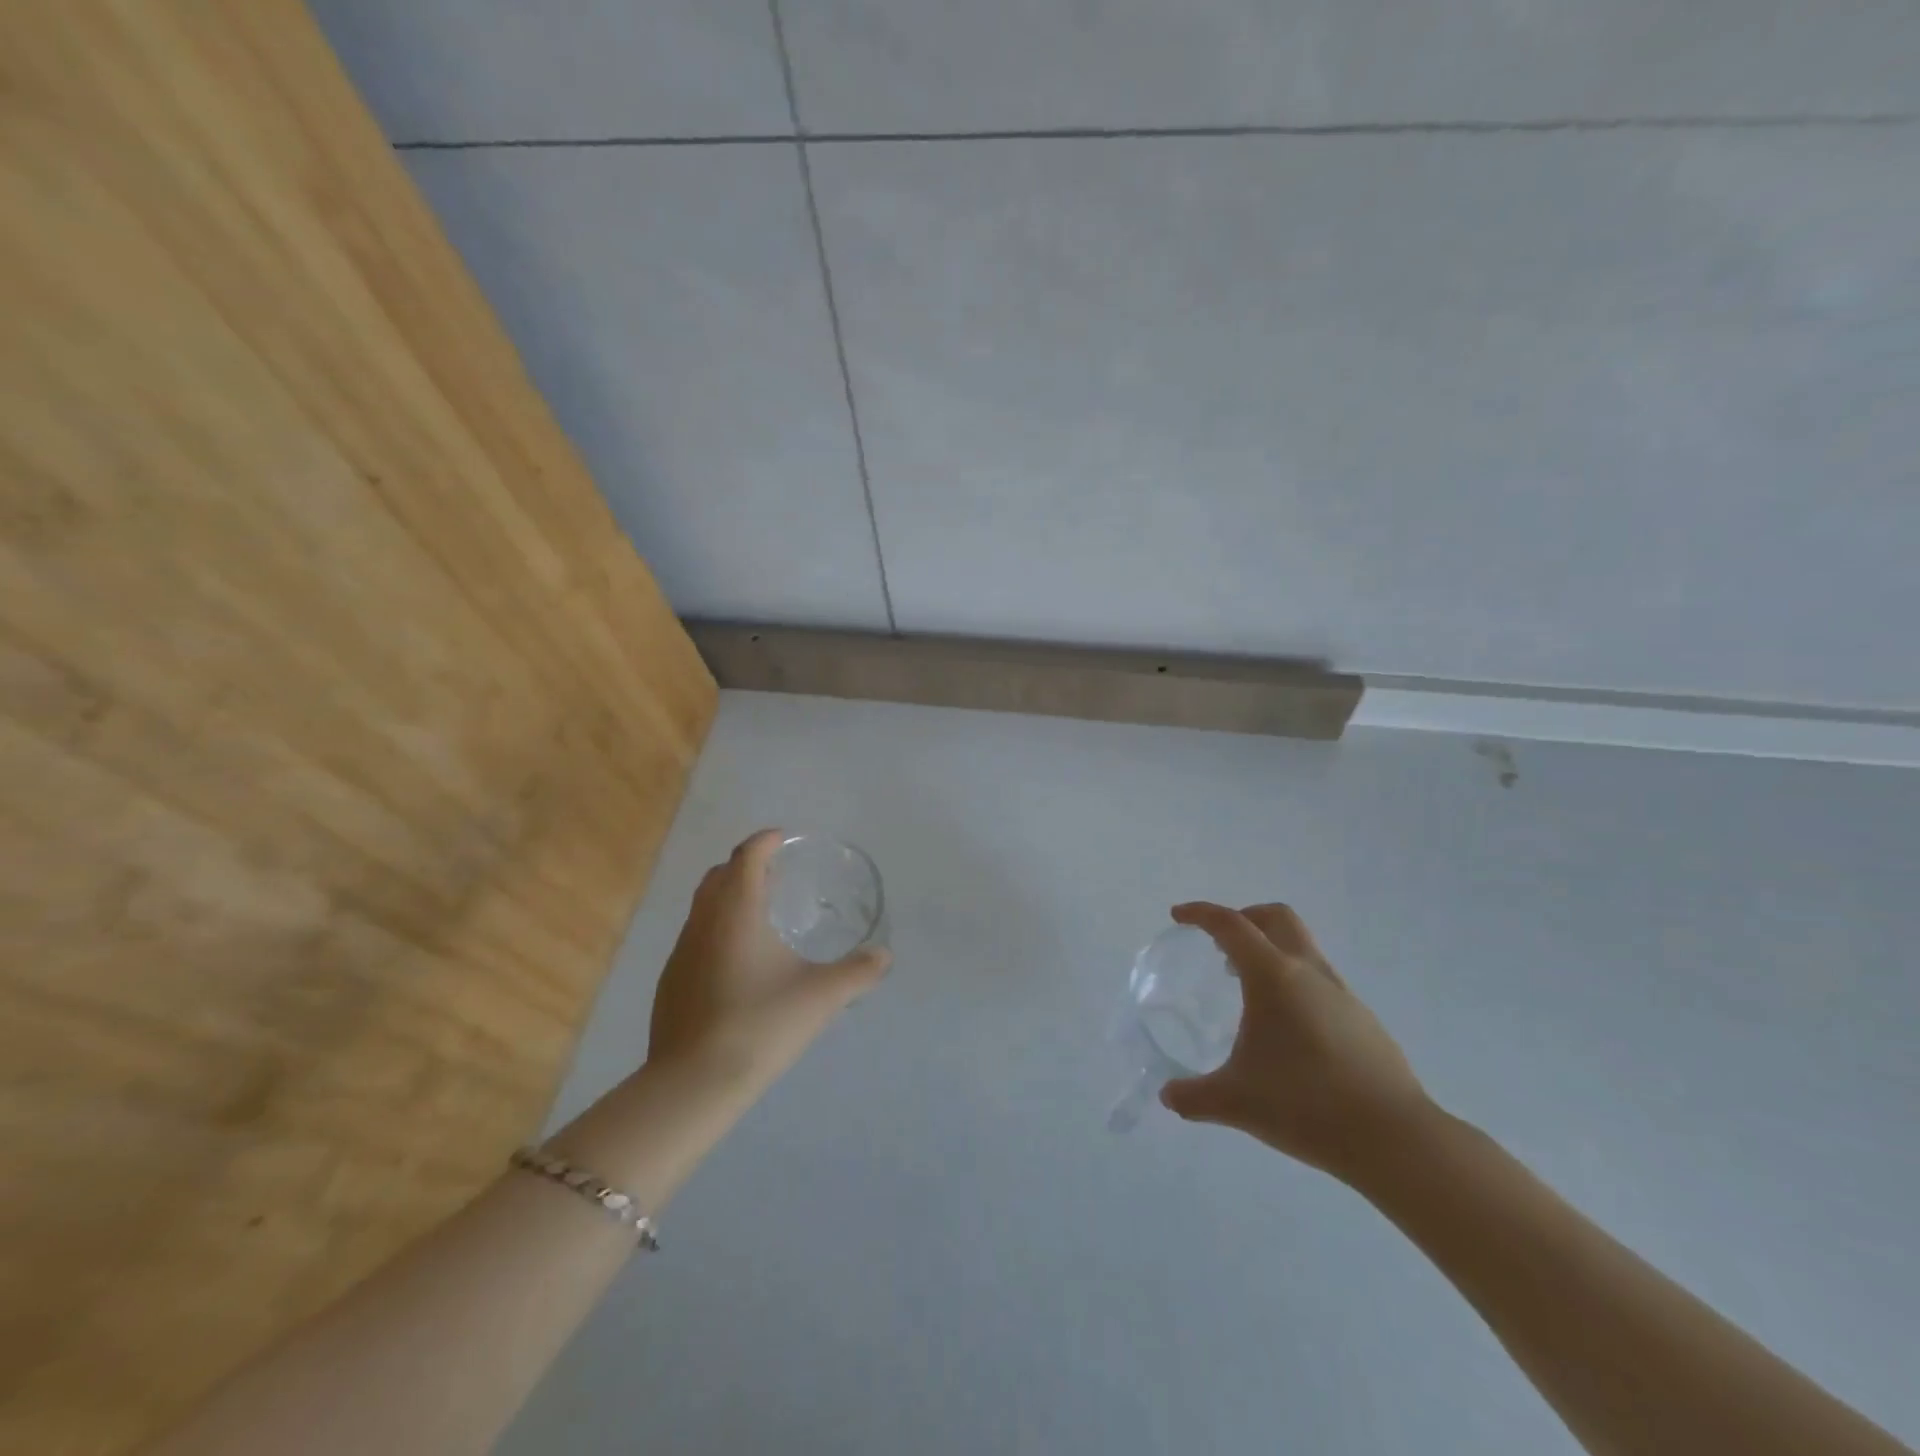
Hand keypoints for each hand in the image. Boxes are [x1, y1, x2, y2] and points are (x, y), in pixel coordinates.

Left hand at [648, 830, 890, 1094]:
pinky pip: (695, 938)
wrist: (694, 1083)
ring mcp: (681, 952)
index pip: (747, 856)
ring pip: (702, 907)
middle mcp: (703, 922)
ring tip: (758, 914)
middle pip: (719, 875)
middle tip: (774, 873)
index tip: (781, 838)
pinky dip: (716, 930)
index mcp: (737, 911)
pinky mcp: (670, 982)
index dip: (764, 841)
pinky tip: (736, 963)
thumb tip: (884, 955)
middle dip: (744, 865)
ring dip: (727, 897)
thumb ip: (858, 972)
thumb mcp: (821, 996)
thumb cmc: (761, 1024)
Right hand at [1160, 902, 1433, 1184]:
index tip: (1179, 916)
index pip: (1231, 925)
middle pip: (1276, 918)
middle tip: (1219, 944)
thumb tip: (1169, 1096)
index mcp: (1273, 976)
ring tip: (1248, 991)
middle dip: (1244, 918)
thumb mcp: (1236, 1102)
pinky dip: (1296, 985)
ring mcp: (1343, 995)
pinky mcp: (1364, 1021)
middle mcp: (1309, 973)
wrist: (1396, 1140)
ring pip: (1303, 949)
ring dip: (1272, 952)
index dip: (1201, 914)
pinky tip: (1288, 1031)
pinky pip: (1321, 983)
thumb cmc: (1305, 1105)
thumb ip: (1195, 1096)